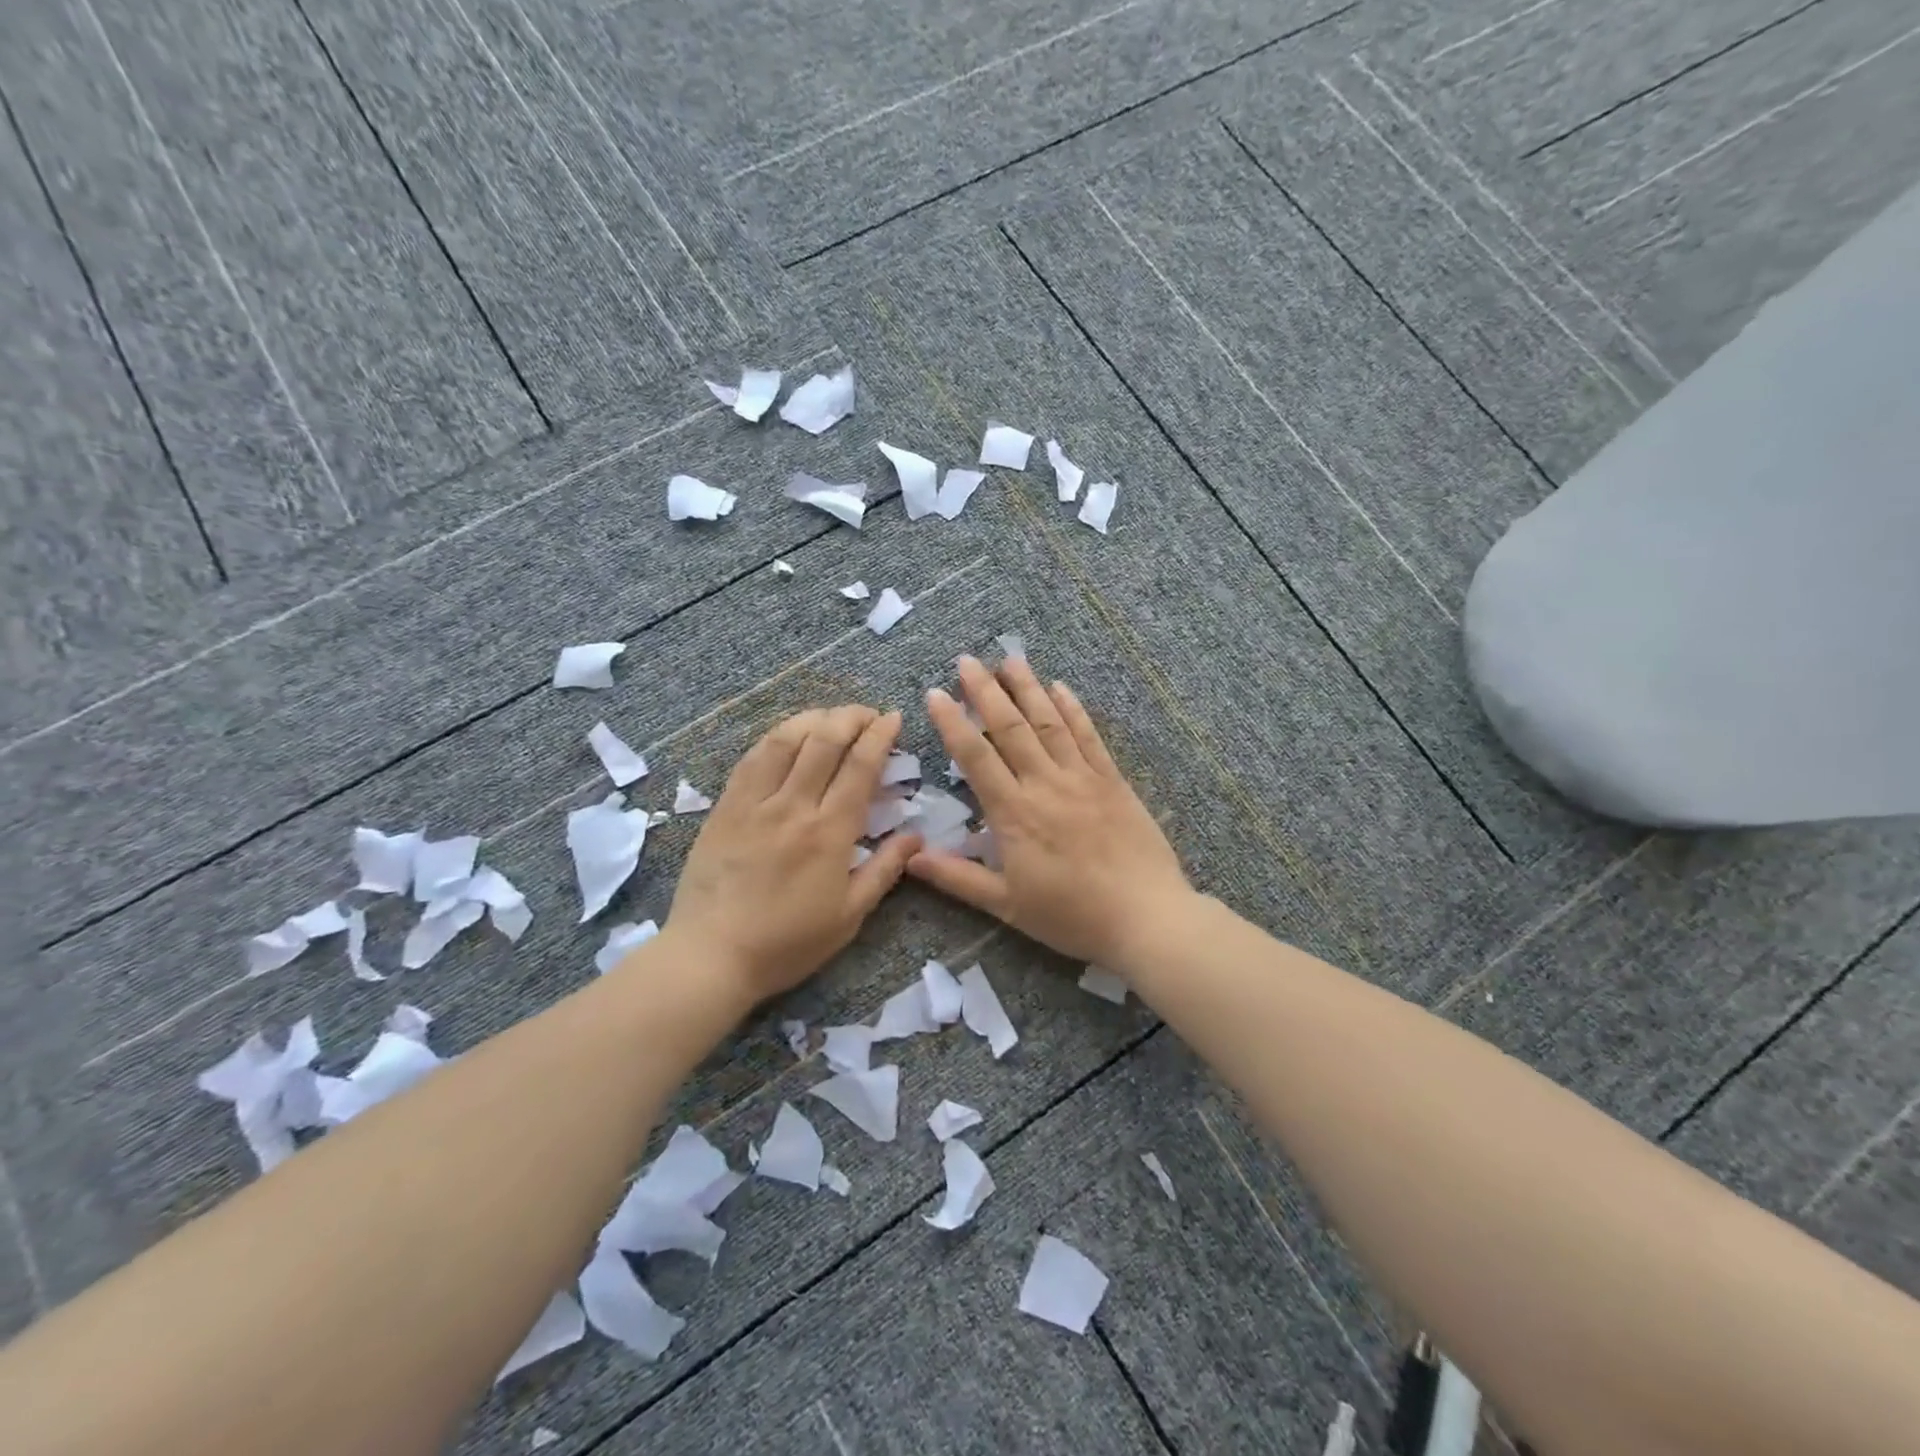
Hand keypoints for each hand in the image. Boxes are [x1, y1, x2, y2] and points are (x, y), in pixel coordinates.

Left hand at [667, 706, 921, 1001]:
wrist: (711, 956)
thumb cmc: (787, 942)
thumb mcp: (849, 916)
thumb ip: (885, 870)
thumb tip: (917, 836)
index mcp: (829, 832)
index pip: (860, 766)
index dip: (879, 735)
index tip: (893, 718)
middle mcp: (793, 806)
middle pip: (824, 741)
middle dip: (851, 717)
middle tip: (868, 714)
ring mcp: (754, 803)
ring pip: (785, 740)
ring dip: (814, 718)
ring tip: (831, 717)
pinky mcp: (725, 807)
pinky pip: (752, 758)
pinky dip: (776, 737)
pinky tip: (788, 736)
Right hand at [910, 656, 1192, 968]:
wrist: (1145, 917)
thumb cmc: (1072, 916)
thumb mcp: (1007, 905)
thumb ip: (957, 878)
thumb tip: (909, 858)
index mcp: (1014, 814)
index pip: (975, 757)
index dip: (953, 723)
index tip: (935, 693)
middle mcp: (1045, 785)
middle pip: (1010, 728)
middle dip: (986, 691)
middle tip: (968, 660)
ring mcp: (1082, 778)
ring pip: (1049, 723)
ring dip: (1028, 688)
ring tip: (1010, 659)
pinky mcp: (1113, 781)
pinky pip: (1089, 737)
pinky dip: (1073, 709)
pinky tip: (1061, 687)